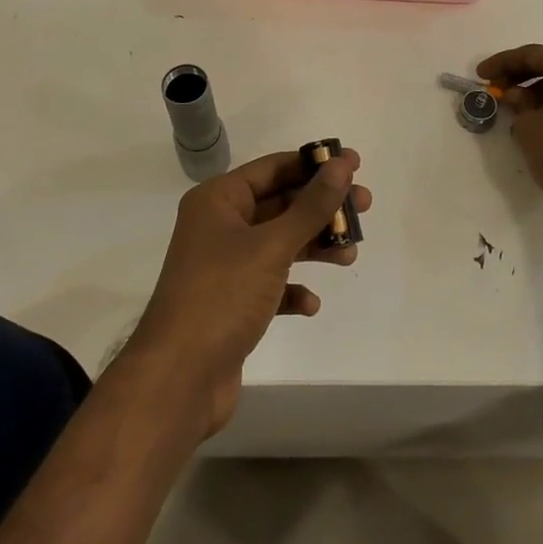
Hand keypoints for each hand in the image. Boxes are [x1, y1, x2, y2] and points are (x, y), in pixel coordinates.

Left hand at [128, 149, 367, 438]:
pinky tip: (310, 303)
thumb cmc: (222, 296)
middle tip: (364, 207)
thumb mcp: (272, 246)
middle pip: (279, 204)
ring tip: (349, 255)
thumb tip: (341, 165)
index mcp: (218, 200)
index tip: (354, 164)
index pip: (272, 168)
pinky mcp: (231, 303)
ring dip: (314, 246)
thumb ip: (311, 206)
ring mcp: (224, 266)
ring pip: (279, 243)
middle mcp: (218, 226)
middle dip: (321, 207)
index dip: (314, 164)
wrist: (178, 379)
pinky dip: (292, 289)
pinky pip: (271, 284)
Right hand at [479, 45, 542, 220]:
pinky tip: (542, 116)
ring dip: (540, 87)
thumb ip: (518, 104)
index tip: (481, 74)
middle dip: (522, 73)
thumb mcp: (529, 127)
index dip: (502, 63)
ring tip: (517, 105)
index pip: (532, 55)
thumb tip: (518, 96)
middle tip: (497, 86)